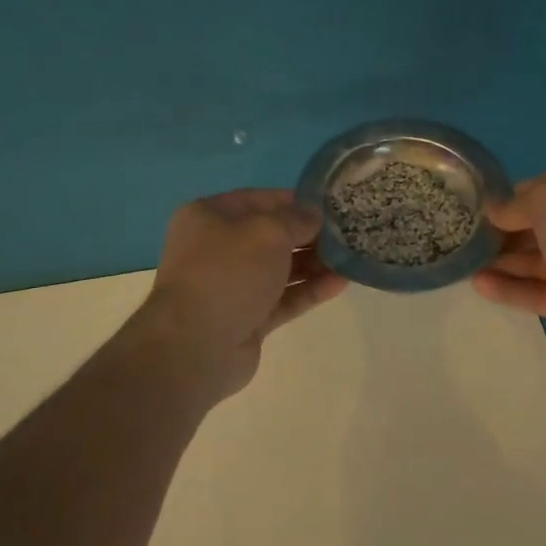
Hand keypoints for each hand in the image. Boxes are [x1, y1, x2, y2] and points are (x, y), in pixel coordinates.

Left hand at [139, 188, 346, 395]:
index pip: (258, 200)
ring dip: (313, 264)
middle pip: (270, 236)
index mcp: (208, 217)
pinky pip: (282, 298)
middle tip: (347, 233)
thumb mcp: (268, 232)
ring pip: (279, 269)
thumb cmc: (228, 272)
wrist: (195, 345)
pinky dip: (308, 290)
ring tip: (350, 258)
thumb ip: (296, 220)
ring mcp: (231, 286)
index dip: (294, 201)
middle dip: (307, 235)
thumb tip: (313, 216)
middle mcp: (216, 248)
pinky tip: (340, 284)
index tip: (330, 205)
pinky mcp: (246, 318)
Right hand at [472, 172, 545, 374]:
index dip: (510, 196)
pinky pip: (536, 292)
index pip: (544, 190)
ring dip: (500, 260)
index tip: (475, 206)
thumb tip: (495, 211)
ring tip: (462, 262)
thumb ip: (517, 203)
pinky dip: (509, 288)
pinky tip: (478, 285)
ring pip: (534, 261)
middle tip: (463, 236)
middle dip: (502, 230)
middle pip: (537, 227)